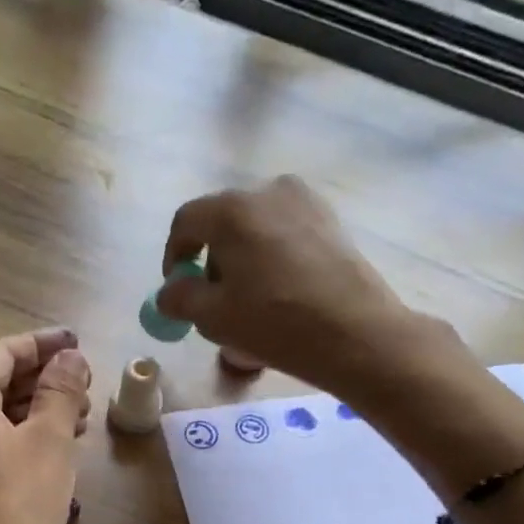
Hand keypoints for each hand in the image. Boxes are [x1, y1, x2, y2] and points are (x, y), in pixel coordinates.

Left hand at [0, 328, 91, 523]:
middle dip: (43, 377)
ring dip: (40, 408)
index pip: (0, 353)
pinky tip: (63, 445)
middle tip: (87, 382)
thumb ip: (60, 391)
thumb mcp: (49, 440)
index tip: (78, 342)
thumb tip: (70, 357)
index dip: (41, 343)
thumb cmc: (20, 504)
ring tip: (84, 413)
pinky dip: (29, 436)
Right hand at [158, 176, 461, 397]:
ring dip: (243, 260)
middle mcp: (268, 191)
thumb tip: (169, 291)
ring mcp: (305, 202)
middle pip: (222, 222)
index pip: (186, 221)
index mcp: (232, 210)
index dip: (174, 255)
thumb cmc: (274, 322)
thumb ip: (179, 298)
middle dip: (211, 260)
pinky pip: (285, 234)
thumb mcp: (213, 317)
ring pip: (255, 228)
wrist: (354, 332)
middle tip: (215, 301)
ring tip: (251, 302)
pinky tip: (281, 294)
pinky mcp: (331, 221)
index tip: (178, 289)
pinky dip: (272, 258)